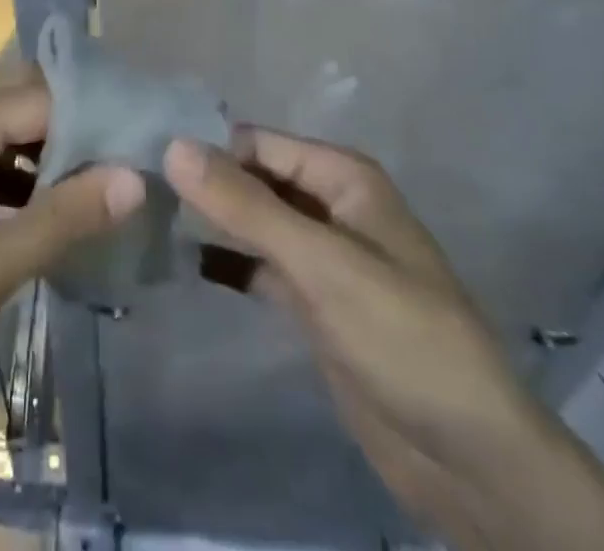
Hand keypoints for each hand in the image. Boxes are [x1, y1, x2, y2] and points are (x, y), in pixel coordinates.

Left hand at [0, 85, 145, 422]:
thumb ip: (64, 218)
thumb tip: (137, 177)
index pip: (44, 102)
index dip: (98, 123)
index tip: (147, 149)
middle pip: (26, 115)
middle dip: (78, 144)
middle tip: (136, 172)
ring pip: (7, 144)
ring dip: (51, 170)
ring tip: (110, 196)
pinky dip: (19, 190)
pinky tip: (54, 221)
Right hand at [165, 130, 603, 550]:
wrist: (471, 459)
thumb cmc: (402, 336)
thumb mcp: (320, 263)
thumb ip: (246, 205)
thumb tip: (174, 146)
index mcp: (342, 177)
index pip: (257, 143)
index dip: (205, 147)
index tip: (142, 155)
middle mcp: (330, 205)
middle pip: (254, 179)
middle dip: (203, 182)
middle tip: (132, 186)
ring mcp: (322, 256)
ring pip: (254, 222)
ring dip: (210, 220)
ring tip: (144, 217)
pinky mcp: (314, 303)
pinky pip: (260, 267)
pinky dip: (226, 262)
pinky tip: (181, 262)